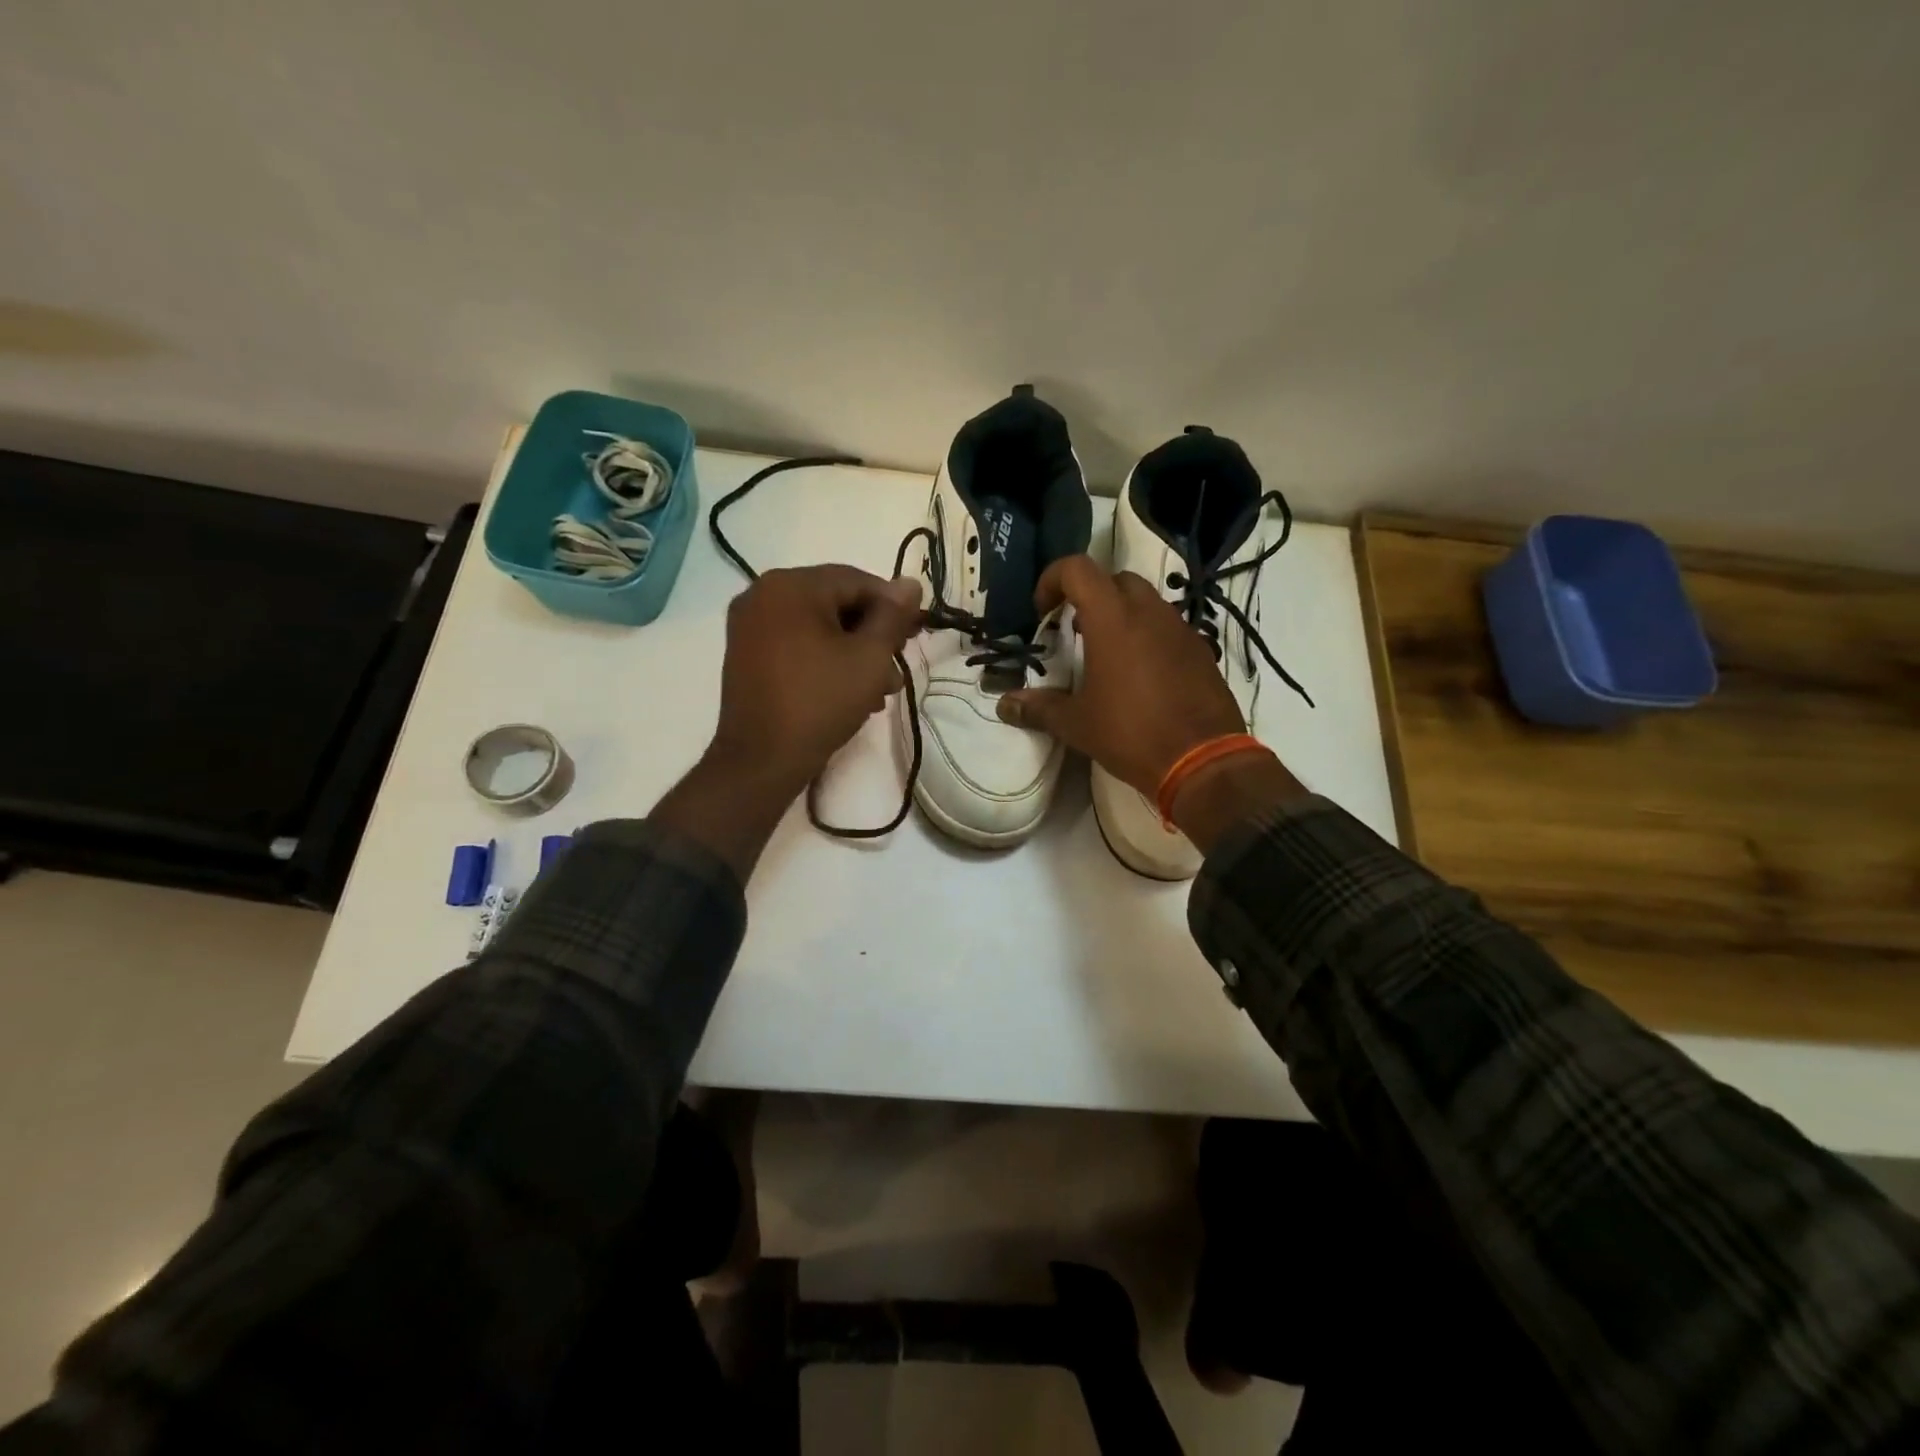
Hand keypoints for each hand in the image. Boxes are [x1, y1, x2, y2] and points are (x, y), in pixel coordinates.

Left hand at [653, 566, 921, 881]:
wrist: (762, 760)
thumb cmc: (820, 702)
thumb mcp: (870, 657)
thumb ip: (893, 616)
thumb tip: (910, 583)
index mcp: (790, 585)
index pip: (857, 581)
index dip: (893, 606)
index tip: (916, 635)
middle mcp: (762, 594)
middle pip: (836, 602)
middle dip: (873, 635)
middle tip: (897, 668)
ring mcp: (749, 625)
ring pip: (818, 627)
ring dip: (853, 653)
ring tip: (880, 690)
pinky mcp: (746, 654)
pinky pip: (797, 643)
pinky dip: (825, 660)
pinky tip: (849, 692)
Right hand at [996, 556, 1304, 849]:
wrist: (1204, 761)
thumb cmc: (1131, 734)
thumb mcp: (1077, 724)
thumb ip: (1039, 708)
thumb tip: (1005, 705)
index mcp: (1112, 619)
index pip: (1078, 569)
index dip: (1052, 580)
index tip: (1043, 612)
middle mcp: (1149, 612)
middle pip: (1114, 579)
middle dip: (1089, 596)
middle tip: (1075, 631)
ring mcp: (1180, 629)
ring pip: (1146, 601)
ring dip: (1120, 615)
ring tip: (1106, 655)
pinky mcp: (1201, 650)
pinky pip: (1168, 627)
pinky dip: (1148, 635)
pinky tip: (1140, 675)